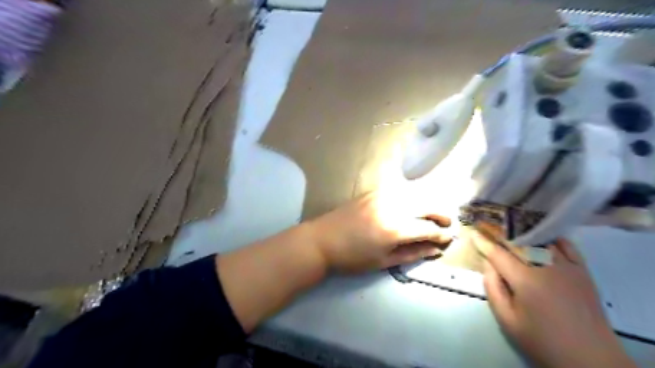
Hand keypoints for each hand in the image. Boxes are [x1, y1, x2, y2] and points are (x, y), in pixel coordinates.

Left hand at [310, 192, 453, 272]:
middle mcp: (391, 207)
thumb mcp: (382, 262)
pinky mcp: (372, 192)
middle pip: (426, 203)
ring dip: (428, 202)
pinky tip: (413, 205)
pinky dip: (412, 196)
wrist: (321, 240)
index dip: (441, 234)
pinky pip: (399, 190)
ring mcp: (381, 196)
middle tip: (447, 223)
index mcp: (394, 229)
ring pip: (414, 193)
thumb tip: (435, 249)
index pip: (427, 228)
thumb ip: (412, 253)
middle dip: (441, 213)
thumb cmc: (351, 257)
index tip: (448, 239)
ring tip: (433, 214)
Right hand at [474, 225, 637, 367]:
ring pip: (540, 240)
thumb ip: (493, 288)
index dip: (483, 243)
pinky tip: (541, 237)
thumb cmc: (542, 340)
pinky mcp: (583, 271)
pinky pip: (566, 246)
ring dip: (523, 232)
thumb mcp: (507, 319)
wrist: (589, 358)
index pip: (498, 254)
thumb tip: (487, 263)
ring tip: (510, 227)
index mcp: (525, 280)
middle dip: (500, 233)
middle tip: (487, 224)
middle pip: (518, 242)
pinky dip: (552, 238)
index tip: (473, 232)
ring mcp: (567, 267)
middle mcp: (545, 267)